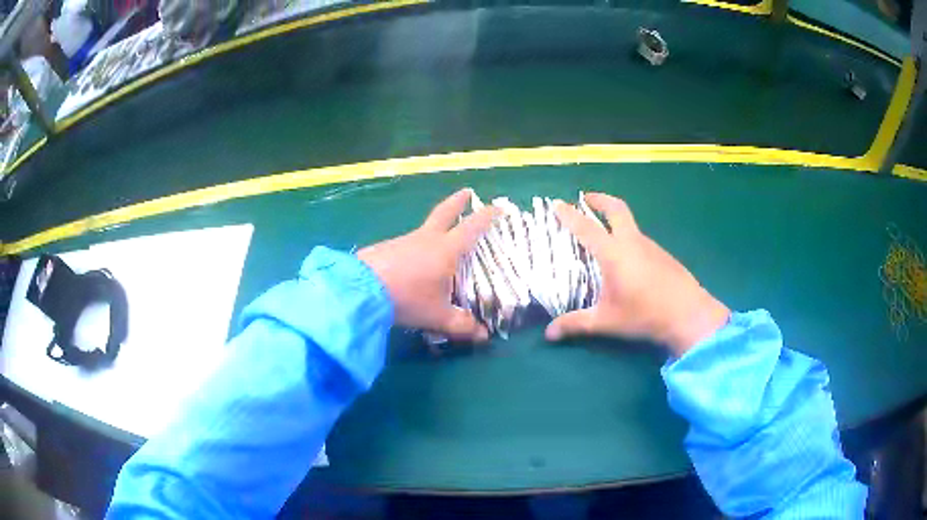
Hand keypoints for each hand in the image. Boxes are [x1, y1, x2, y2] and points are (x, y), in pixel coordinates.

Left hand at [357, 189, 497, 342]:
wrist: (361, 289)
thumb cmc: (407, 298)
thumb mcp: (437, 315)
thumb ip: (461, 325)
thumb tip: (483, 335)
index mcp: (445, 250)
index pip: (471, 228)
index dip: (486, 217)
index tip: (498, 207)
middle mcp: (426, 239)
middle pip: (444, 213)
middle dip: (458, 202)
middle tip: (466, 191)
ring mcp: (403, 241)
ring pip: (424, 230)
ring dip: (435, 228)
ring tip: (440, 240)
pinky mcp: (385, 248)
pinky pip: (406, 244)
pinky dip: (415, 247)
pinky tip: (411, 263)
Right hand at [546, 193, 729, 355]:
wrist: (688, 314)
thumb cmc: (644, 314)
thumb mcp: (606, 321)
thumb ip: (576, 324)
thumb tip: (548, 334)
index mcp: (613, 253)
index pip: (586, 227)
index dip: (569, 215)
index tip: (557, 203)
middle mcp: (632, 242)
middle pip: (616, 208)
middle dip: (600, 199)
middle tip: (586, 198)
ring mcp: (651, 246)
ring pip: (631, 224)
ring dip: (616, 220)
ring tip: (604, 233)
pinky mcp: (663, 255)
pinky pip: (641, 239)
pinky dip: (629, 237)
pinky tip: (628, 259)